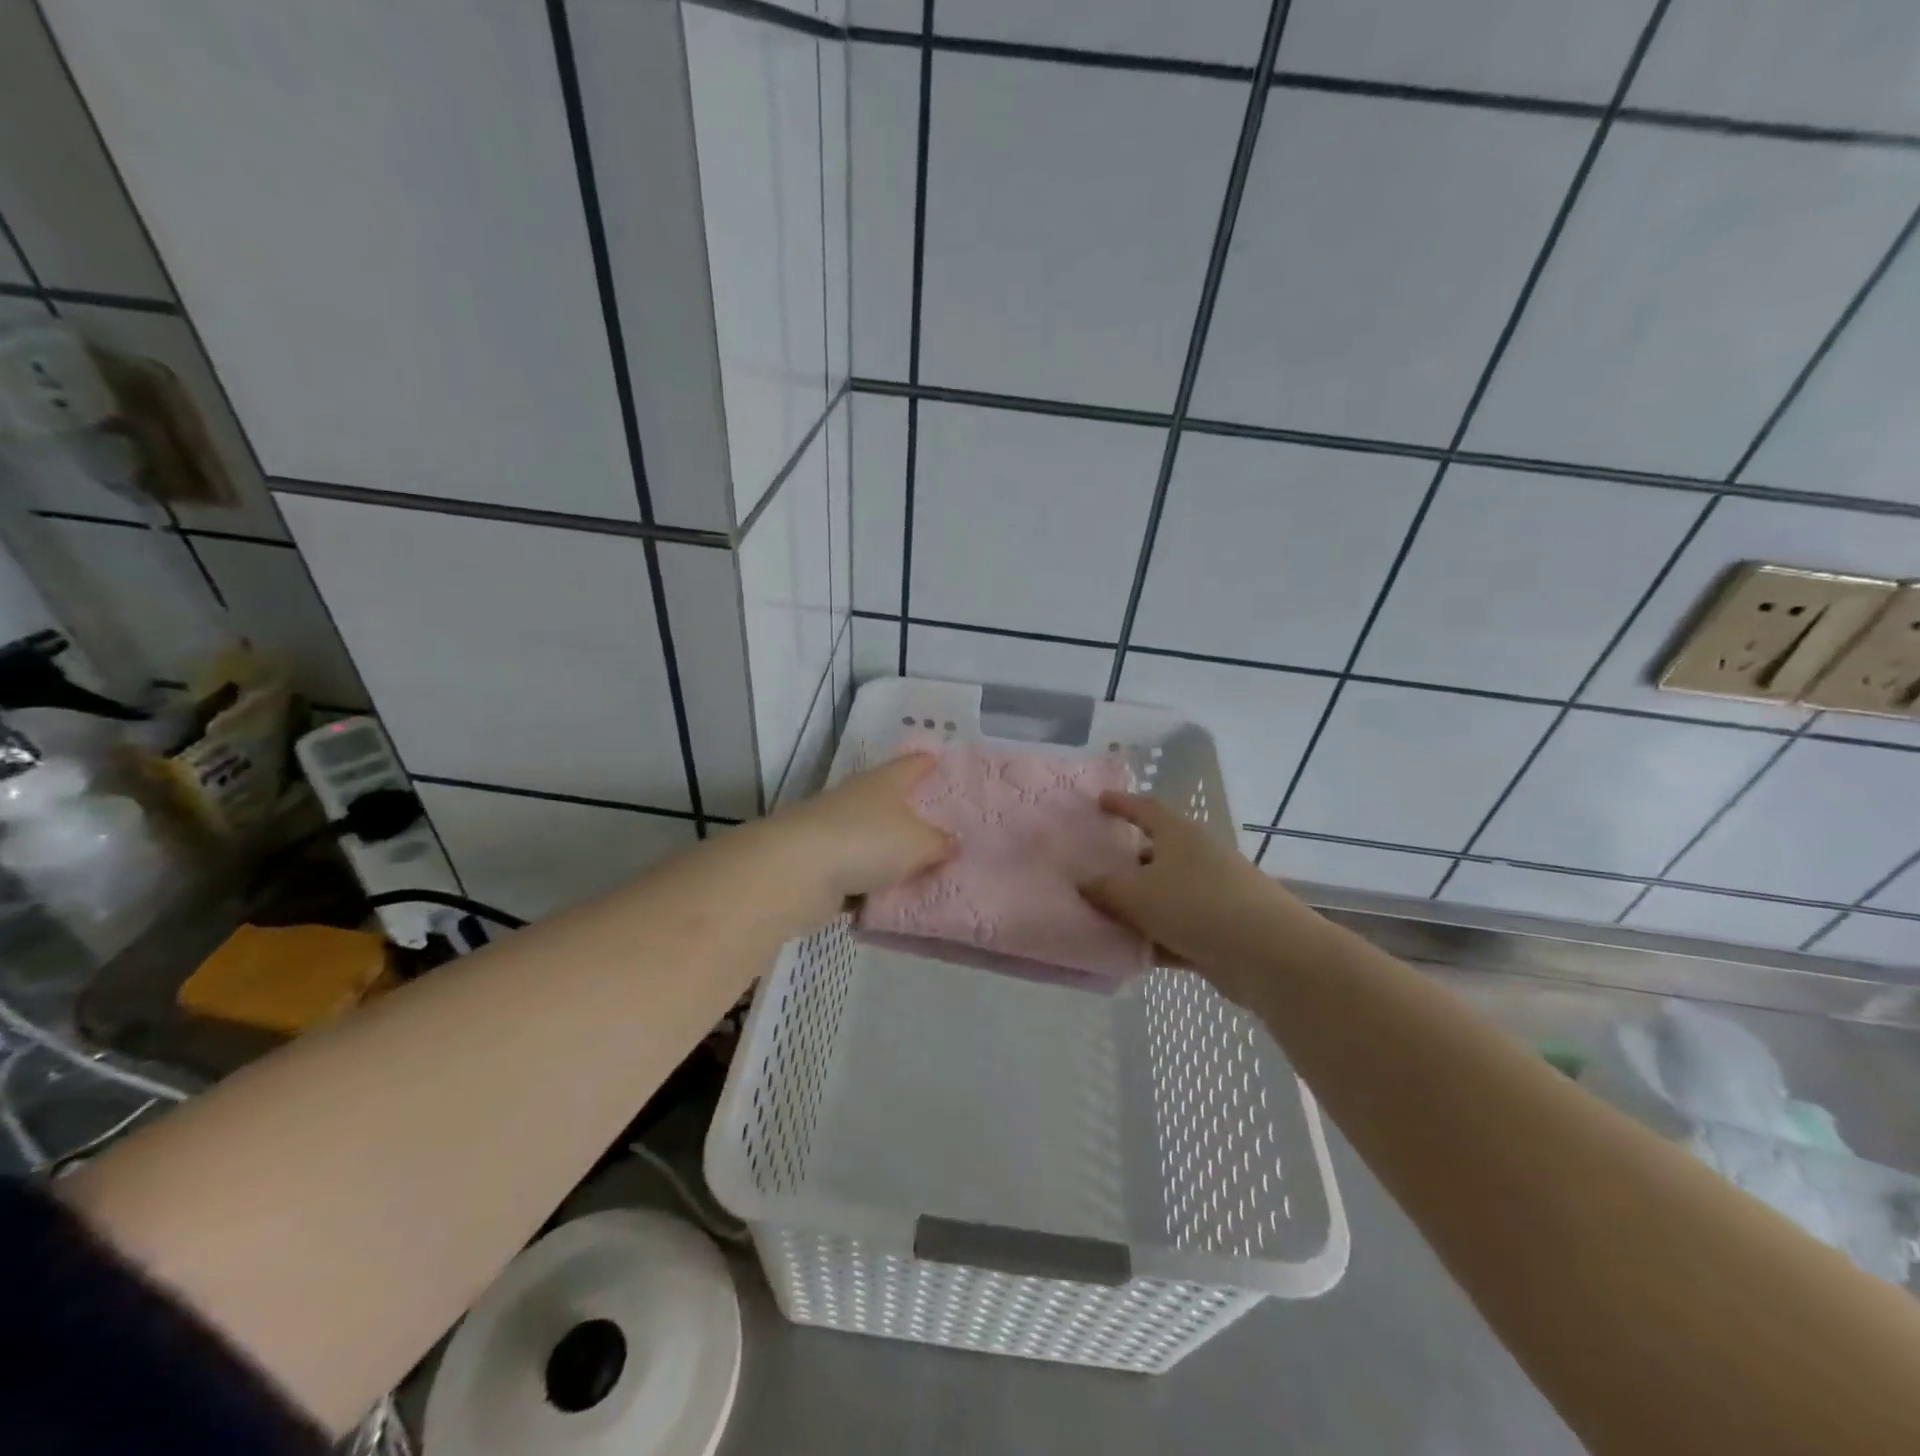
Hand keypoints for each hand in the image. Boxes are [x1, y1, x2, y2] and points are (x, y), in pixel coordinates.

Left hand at [760, 754, 953, 925]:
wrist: (796, 872)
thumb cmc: (866, 841)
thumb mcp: (918, 843)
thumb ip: (939, 843)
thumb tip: (952, 842)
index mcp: (885, 781)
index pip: (913, 764)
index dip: (929, 762)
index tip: (941, 762)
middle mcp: (858, 798)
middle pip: (890, 799)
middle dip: (912, 811)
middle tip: (943, 826)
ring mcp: (834, 830)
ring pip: (872, 838)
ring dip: (889, 852)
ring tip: (921, 869)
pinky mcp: (819, 863)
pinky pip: (855, 871)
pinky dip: (869, 883)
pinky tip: (889, 899)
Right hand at [1079, 793, 1323, 987]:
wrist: (1268, 954)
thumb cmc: (1196, 906)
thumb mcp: (1137, 895)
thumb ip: (1104, 889)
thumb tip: (1082, 883)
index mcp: (1179, 835)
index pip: (1145, 809)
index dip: (1121, 804)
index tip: (1099, 802)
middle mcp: (1197, 858)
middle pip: (1154, 853)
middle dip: (1125, 863)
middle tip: (1092, 871)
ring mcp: (1212, 894)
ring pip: (1164, 895)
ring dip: (1138, 907)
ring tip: (1101, 917)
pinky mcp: (1221, 930)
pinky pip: (1177, 929)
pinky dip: (1155, 938)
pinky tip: (1130, 953)